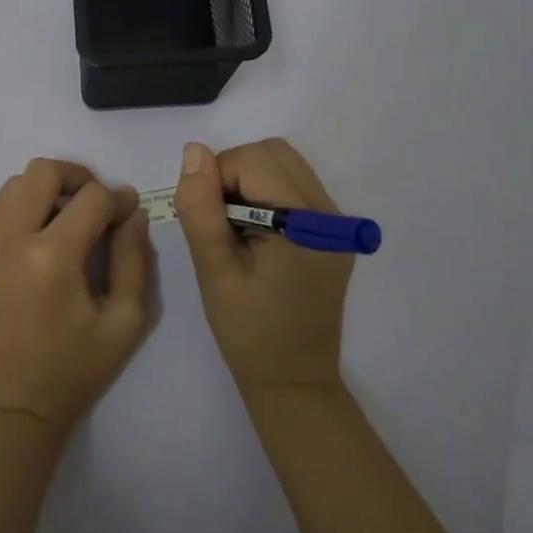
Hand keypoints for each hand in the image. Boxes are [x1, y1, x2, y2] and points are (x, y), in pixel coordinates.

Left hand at [0, 158, 151, 435]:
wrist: (5, 415)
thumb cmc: (71, 373)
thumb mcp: (124, 322)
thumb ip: (134, 259)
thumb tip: (133, 213)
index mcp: (53, 257)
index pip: (92, 197)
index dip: (117, 199)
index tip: (127, 213)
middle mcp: (10, 240)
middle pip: (42, 171)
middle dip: (77, 177)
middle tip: (94, 203)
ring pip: (12, 186)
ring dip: (44, 191)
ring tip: (63, 220)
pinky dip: (19, 212)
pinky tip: (35, 242)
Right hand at [173, 138, 353, 394]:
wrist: (294, 381)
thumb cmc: (247, 333)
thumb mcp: (213, 272)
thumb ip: (201, 208)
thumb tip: (194, 151)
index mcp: (305, 226)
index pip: (254, 160)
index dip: (218, 179)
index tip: (207, 222)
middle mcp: (331, 215)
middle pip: (275, 153)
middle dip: (236, 173)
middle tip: (220, 223)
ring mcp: (338, 223)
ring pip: (286, 165)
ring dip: (252, 182)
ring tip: (237, 230)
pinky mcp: (335, 232)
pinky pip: (296, 187)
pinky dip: (268, 195)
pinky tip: (258, 236)